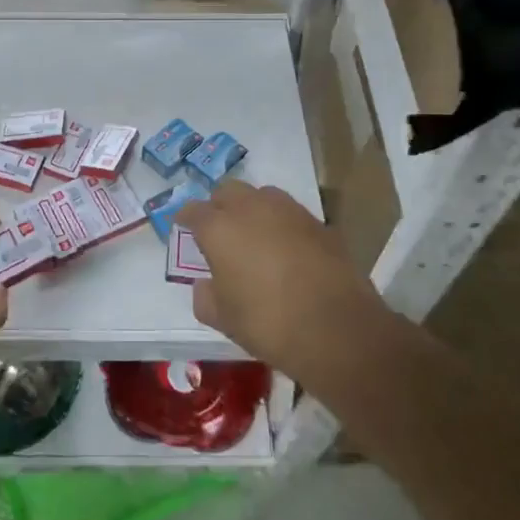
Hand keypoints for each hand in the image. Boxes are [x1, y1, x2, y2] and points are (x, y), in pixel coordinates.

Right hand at [175, 181, 383, 371]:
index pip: (193, 210)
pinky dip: (282, 224)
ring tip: (255, 236)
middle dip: (219, 206)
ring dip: (253, 209)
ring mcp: (289, 211)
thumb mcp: (222, 318)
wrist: (336, 328)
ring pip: (262, 196)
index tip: (184, 229)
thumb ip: (205, 295)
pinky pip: (290, 214)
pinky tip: (286, 250)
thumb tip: (206, 284)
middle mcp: (252, 208)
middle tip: (220, 231)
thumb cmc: (267, 323)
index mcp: (219, 227)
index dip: (186, 219)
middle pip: (227, 191)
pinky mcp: (319, 223)